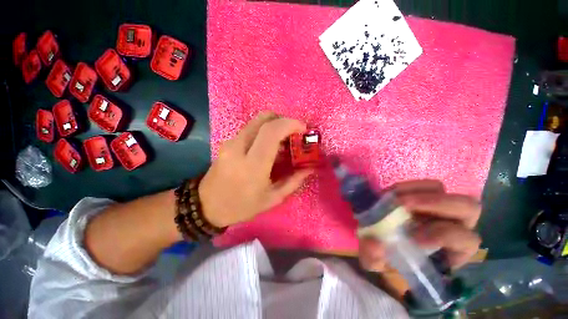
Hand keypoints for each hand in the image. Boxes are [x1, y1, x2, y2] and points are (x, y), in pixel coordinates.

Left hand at [199, 112, 312, 227]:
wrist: (207, 206)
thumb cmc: (242, 206)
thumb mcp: (272, 199)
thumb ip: (294, 181)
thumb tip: (310, 168)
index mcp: (253, 166)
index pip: (271, 132)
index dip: (290, 124)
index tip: (303, 129)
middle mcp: (239, 148)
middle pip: (264, 119)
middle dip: (284, 120)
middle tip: (294, 132)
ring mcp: (230, 142)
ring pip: (256, 121)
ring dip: (274, 124)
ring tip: (284, 140)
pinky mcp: (227, 142)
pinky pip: (250, 128)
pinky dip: (264, 130)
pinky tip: (269, 145)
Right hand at [359, 180, 481, 271]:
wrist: (383, 240)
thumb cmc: (389, 259)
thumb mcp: (379, 265)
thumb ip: (374, 259)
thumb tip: (374, 243)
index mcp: (452, 252)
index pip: (466, 240)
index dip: (444, 235)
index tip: (413, 237)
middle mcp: (453, 226)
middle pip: (467, 207)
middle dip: (434, 204)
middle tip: (403, 205)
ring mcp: (438, 208)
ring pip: (444, 191)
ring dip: (418, 192)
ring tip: (394, 198)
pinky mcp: (423, 197)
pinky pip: (423, 186)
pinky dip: (407, 186)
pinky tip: (389, 193)